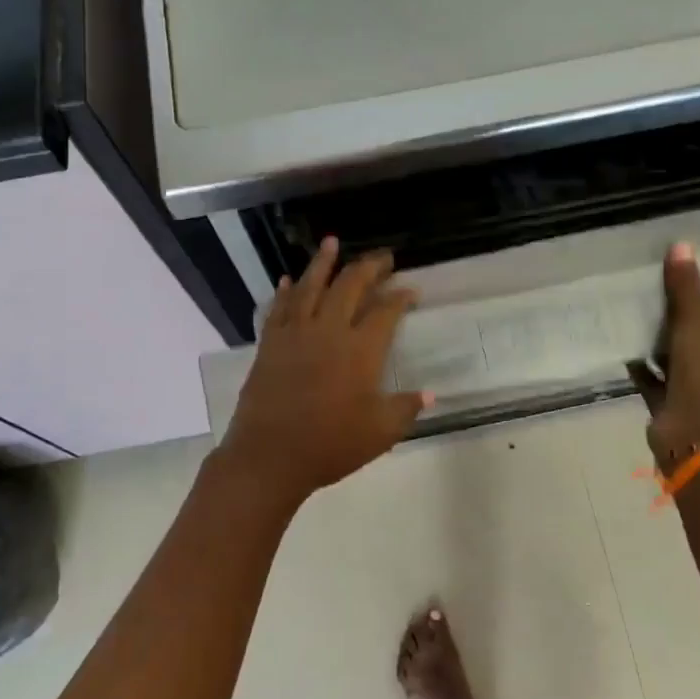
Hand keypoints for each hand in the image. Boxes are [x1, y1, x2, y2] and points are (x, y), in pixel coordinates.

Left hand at [218, 238, 430, 508]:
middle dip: (369, 267)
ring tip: (332, 242)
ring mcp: (295, 334)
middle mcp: (328, 331)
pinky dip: (286, 291)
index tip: (410, 290)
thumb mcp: (380, 432)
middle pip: (350, 287)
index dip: (400, 297)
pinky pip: (279, 308)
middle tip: (383, 257)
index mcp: (360, 350)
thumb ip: (405, 408)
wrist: (269, 456)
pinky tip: (290, 279)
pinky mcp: (269, 344)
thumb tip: (430, 394)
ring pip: (311, 287)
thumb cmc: (330, 445)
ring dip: (323, 262)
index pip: (385, 311)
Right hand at [628, 243, 699, 466]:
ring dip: (658, 349)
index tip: (692, 296)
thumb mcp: (697, 325)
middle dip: (682, 330)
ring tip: (635, 319)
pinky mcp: (669, 406)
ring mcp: (694, 391)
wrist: (695, 433)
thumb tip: (682, 244)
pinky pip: (651, 381)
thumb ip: (687, 289)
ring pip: (675, 363)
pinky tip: (622, 348)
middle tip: (657, 302)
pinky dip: (640, 368)